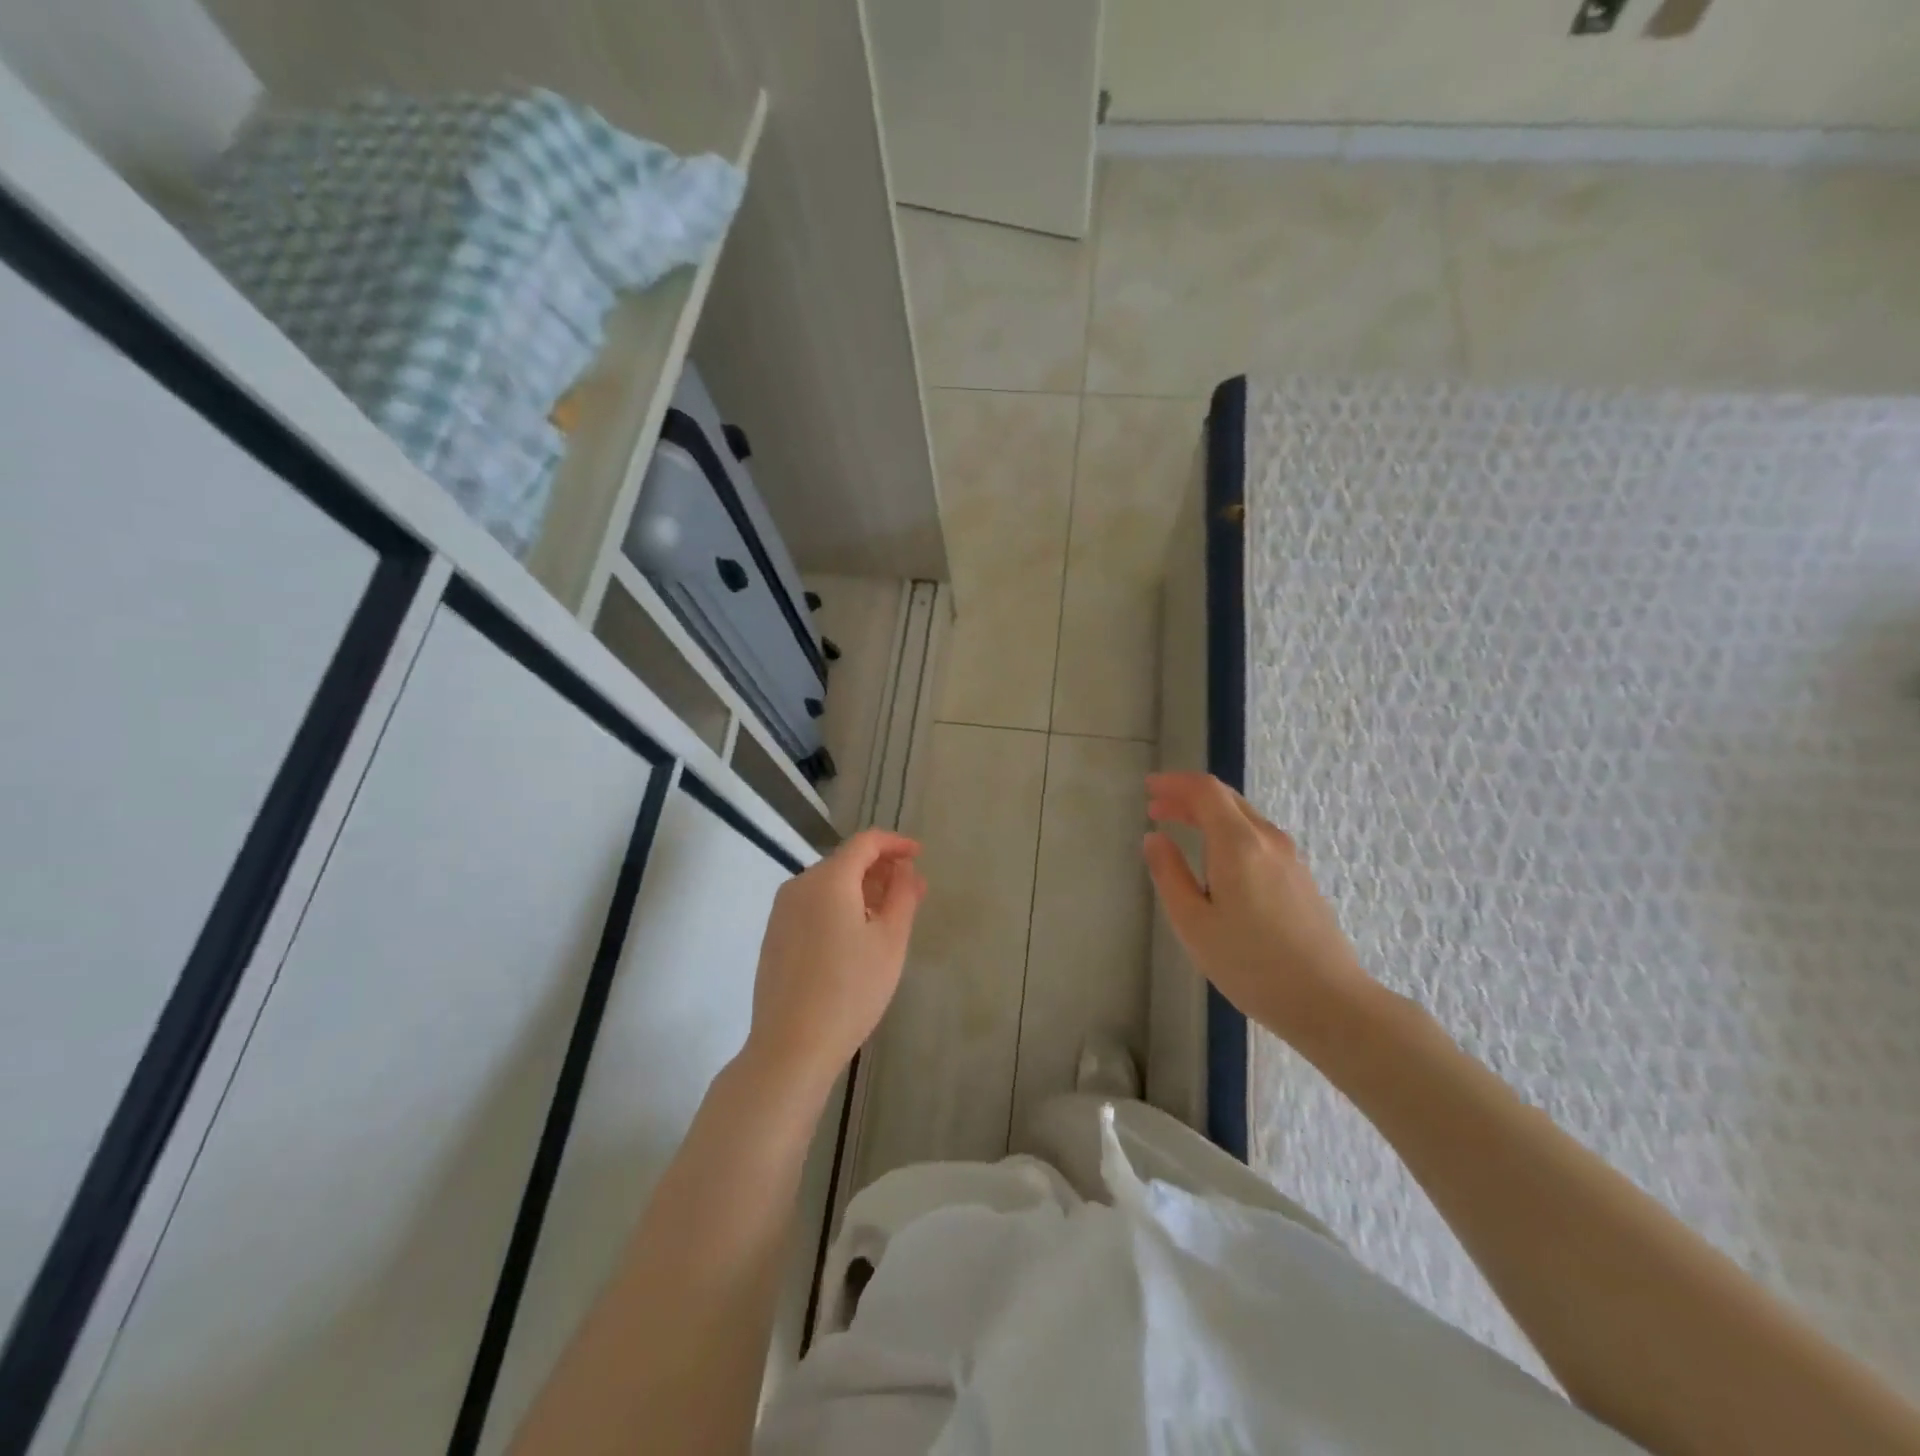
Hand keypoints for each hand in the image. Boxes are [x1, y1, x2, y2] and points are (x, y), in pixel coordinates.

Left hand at [744, 828, 926, 1095]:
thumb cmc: (850, 989)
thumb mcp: (890, 941)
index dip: (895, 843)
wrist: (791, 1046)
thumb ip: (903, 895)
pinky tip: (856, 937)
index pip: (865, 842)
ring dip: (861, 890)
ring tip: (889, 915)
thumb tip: (905, 869)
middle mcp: (799, 886)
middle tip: (912, 891)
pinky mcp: (775, 937)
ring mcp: (782, 912)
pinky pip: (813, 907)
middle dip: (881, 870)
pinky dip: (839, 908)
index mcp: (828, 879)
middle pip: (845, 862)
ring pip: (828, 886)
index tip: (919, 854)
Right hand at [1144, 772, 1375, 1050]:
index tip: (1148, 789)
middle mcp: (1268, 840)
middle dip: (1188, 797)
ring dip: (1209, 815)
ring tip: (1181, 829)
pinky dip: (1229, 833)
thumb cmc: (1250, 964)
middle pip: (1226, 799)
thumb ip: (1169, 874)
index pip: (1205, 791)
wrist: (1328, 1002)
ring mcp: (1290, 858)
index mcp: (1239, 844)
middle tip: (1157, 809)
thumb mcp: (1193, 923)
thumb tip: (1154, 838)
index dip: (1174, 783)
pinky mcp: (1301, 878)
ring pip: (1244, 818)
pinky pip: (1258, 838)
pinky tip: (1217, 860)